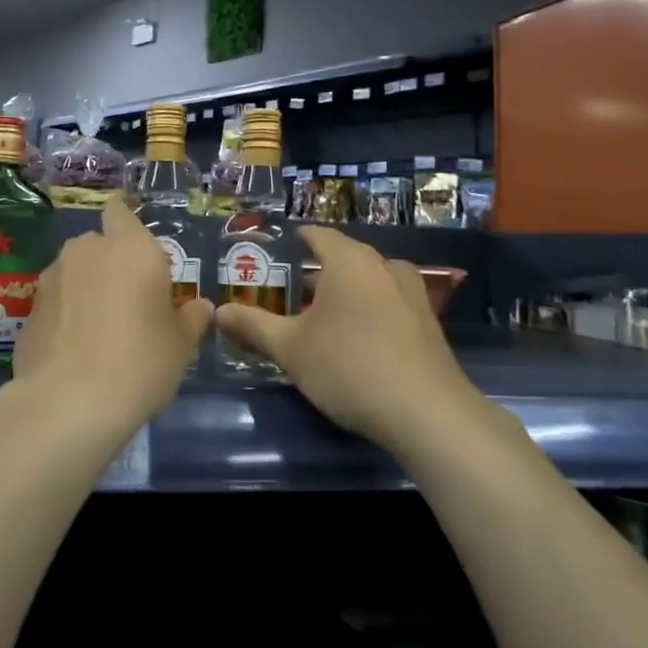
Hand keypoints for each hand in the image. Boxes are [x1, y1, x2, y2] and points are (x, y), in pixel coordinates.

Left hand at [11, 198, 213, 430]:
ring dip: (85, 287)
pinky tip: (74, 346)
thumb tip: (200, 307)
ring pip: (74, 270)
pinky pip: (56, 300)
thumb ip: (191, 318)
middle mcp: (88, 250)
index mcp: (132, 247)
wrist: (69, 403)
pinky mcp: (30, 306)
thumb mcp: (181, 345)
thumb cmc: (140, 363)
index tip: (138, 255)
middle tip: (128, 301)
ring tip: (98, 328)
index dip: (127, 227)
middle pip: (99, 244)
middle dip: (110, 263)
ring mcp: (53, 276)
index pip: (121, 211)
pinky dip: (65, 313)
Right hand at [213, 227, 495, 451]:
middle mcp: (383, 265)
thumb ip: (253, 326)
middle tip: (288, 293)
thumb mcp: (291, 349)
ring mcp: (412, 293)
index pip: (317, 234)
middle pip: (344, 256)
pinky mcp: (428, 322)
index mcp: (349, 260)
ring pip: (369, 280)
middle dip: (316, 271)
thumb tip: (218, 312)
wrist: (427, 413)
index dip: (294, 240)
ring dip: (346, 291)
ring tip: (321, 316)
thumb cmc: (349, 367)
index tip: (274, 253)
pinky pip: (389, 302)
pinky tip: (357, 339)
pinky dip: (370, 310)